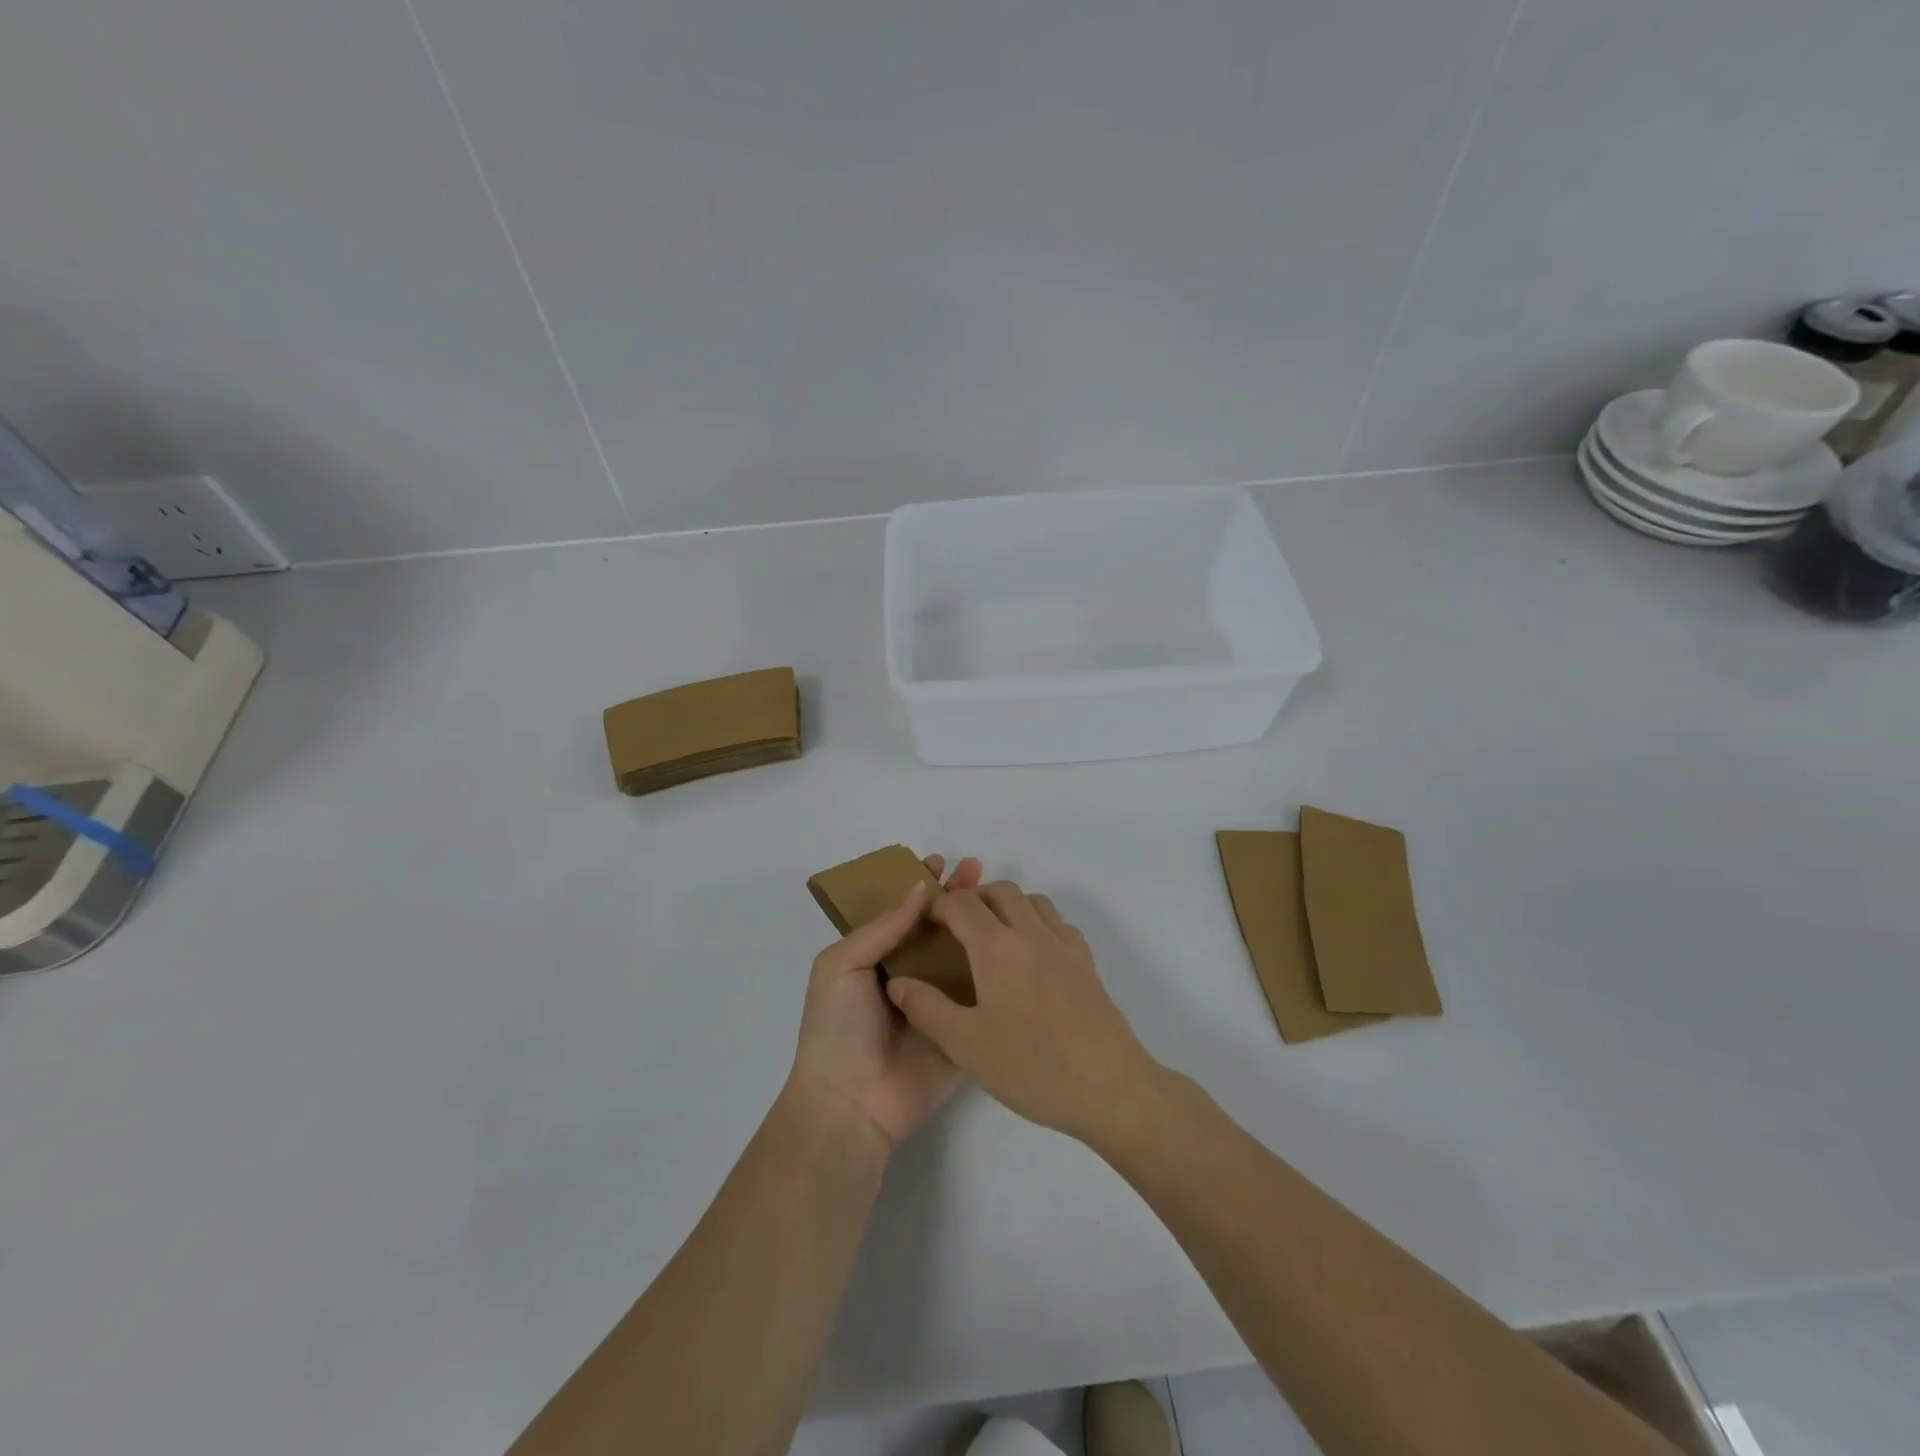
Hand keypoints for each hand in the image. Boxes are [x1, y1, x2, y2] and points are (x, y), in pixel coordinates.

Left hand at [787, 854, 983, 1150]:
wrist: (852, 1104)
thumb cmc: (837, 1028)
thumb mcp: (842, 966)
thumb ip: (881, 927)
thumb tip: (919, 888)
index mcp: (877, 957)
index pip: (903, 911)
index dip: (920, 884)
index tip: (942, 861)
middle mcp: (911, 973)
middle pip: (938, 926)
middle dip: (956, 896)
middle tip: (977, 868)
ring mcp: (939, 1000)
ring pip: (963, 954)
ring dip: (979, 924)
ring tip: (1000, 896)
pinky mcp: (963, 1026)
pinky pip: (982, 993)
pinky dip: (997, 968)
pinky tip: (1015, 942)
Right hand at [884, 881, 1158, 1142]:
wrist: (1110, 1087)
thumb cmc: (1032, 1066)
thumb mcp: (966, 1045)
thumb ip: (926, 1008)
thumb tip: (898, 981)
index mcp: (997, 947)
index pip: (962, 904)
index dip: (939, 906)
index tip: (925, 926)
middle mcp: (1032, 933)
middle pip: (1001, 890)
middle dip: (974, 899)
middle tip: (955, 929)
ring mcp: (1065, 945)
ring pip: (1033, 901)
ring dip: (1008, 906)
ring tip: (992, 940)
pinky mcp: (1087, 963)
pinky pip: (1058, 923)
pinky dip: (1038, 924)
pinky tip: (1032, 958)